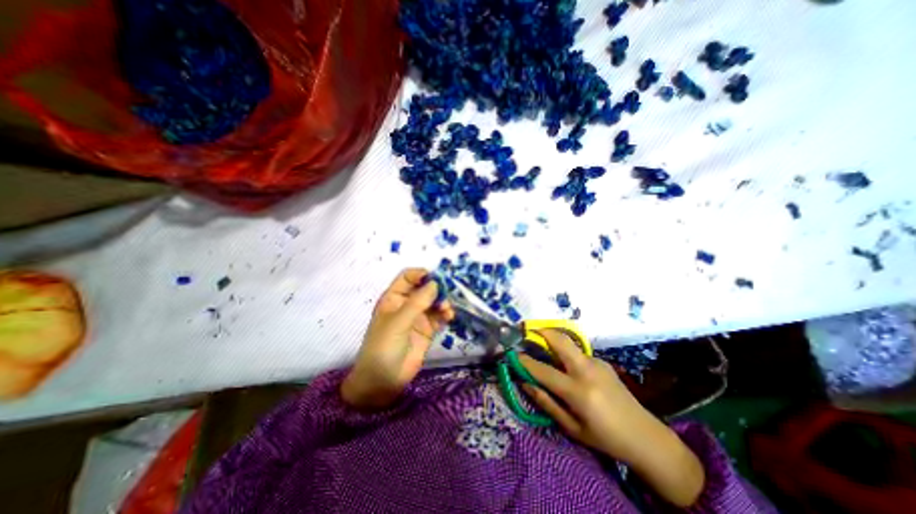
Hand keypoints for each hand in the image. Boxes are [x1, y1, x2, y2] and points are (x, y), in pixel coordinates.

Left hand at [339, 270, 454, 408]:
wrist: (383, 381)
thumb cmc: (383, 347)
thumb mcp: (398, 322)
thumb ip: (417, 302)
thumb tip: (436, 283)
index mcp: (393, 298)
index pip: (408, 278)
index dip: (421, 274)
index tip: (436, 277)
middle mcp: (406, 304)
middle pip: (424, 288)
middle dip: (436, 289)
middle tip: (447, 293)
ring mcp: (418, 317)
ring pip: (434, 302)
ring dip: (442, 302)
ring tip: (446, 310)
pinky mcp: (427, 330)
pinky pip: (439, 317)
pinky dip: (446, 314)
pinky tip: (449, 317)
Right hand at [519, 330, 702, 505]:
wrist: (645, 436)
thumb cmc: (604, 438)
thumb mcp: (571, 428)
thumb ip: (546, 402)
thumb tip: (525, 383)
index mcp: (578, 391)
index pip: (543, 370)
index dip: (525, 362)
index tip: (512, 354)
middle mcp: (587, 370)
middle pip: (560, 340)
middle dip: (541, 331)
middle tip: (527, 330)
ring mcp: (597, 362)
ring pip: (569, 343)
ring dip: (553, 340)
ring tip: (542, 348)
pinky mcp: (603, 361)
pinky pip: (578, 353)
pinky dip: (566, 352)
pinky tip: (566, 366)